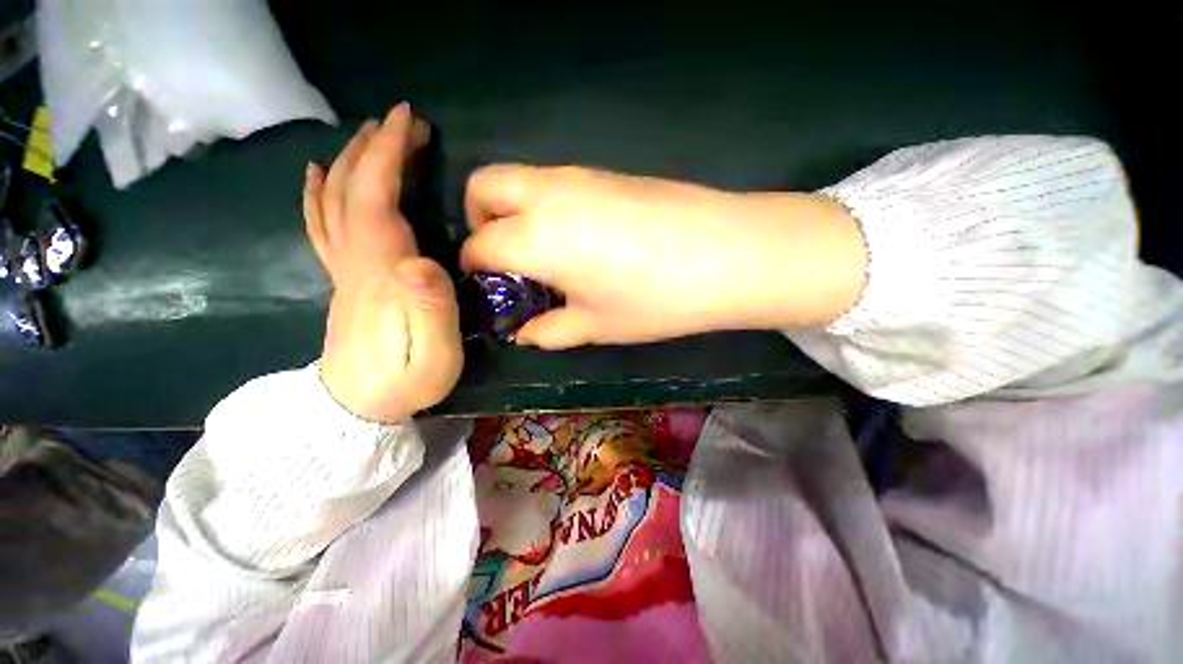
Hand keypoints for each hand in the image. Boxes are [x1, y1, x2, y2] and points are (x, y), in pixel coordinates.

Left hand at [304, 104, 461, 421]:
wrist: (357, 410)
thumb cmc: (405, 382)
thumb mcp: (435, 354)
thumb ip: (432, 308)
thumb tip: (421, 259)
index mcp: (381, 273)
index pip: (376, 200)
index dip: (388, 157)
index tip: (408, 121)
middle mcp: (355, 261)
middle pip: (352, 191)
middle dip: (376, 149)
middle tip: (404, 122)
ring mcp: (343, 270)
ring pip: (334, 202)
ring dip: (353, 162)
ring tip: (372, 136)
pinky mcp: (343, 280)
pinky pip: (321, 227)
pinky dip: (319, 193)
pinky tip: (320, 174)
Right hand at [460, 165, 866, 348]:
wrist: (726, 253)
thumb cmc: (655, 299)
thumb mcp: (597, 326)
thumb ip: (551, 331)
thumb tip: (523, 334)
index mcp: (536, 237)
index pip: (479, 244)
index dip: (475, 266)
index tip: (489, 285)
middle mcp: (547, 194)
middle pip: (483, 185)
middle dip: (479, 218)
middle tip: (506, 256)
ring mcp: (579, 175)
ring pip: (520, 177)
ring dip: (514, 209)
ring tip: (544, 251)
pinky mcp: (607, 172)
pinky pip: (555, 181)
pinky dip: (546, 204)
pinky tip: (579, 237)